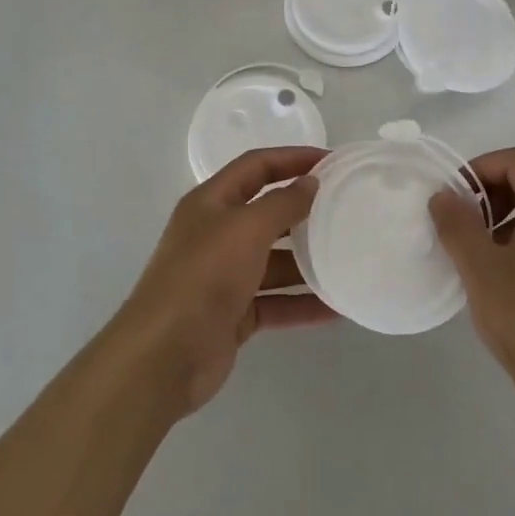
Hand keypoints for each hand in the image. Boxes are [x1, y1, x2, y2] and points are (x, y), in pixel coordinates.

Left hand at [115, 146, 335, 418]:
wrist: (164, 356)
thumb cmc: (204, 276)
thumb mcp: (246, 228)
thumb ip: (282, 203)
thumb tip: (310, 183)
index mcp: (211, 203)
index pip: (256, 167)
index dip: (292, 158)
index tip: (332, 162)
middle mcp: (217, 234)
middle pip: (267, 213)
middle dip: (304, 211)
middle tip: (347, 209)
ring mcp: (224, 277)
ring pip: (275, 261)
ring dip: (309, 261)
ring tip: (350, 258)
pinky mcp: (234, 314)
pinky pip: (276, 301)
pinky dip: (303, 303)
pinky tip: (337, 307)